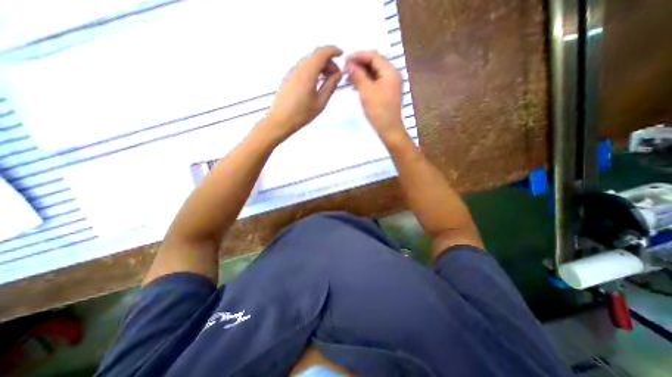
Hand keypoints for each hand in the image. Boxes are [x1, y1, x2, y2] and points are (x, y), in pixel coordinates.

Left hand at [261, 44, 343, 144]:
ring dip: (320, 66)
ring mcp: (291, 72)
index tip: (341, 54)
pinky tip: (316, 83)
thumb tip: (338, 74)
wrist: (280, 121)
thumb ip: (330, 86)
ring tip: (327, 81)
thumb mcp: (320, 102)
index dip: (333, 50)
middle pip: (315, 56)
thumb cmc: (301, 114)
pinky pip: (303, 67)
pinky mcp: (288, 78)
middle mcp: (298, 68)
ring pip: (309, 61)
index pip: (322, 53)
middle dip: (328, 61)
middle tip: (336, 75)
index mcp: (307, 72)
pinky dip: (313, 70)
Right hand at [346, 48, 403, 137]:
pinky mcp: (386, 92)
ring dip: (361, 73)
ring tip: (348, 76)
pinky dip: (365, 81)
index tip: (345, 60)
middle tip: (345, 69)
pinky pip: (374, 81)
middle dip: (359, 64)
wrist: (389, 130)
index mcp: (390, 71)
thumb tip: (348, 63)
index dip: (358, 55)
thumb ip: (358, 76)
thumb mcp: (366, 92)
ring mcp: (389, 84)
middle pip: (374, 63)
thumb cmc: (379, 111)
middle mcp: (391, 74)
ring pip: (373, 72)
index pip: (373, 56)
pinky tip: (355, 85)